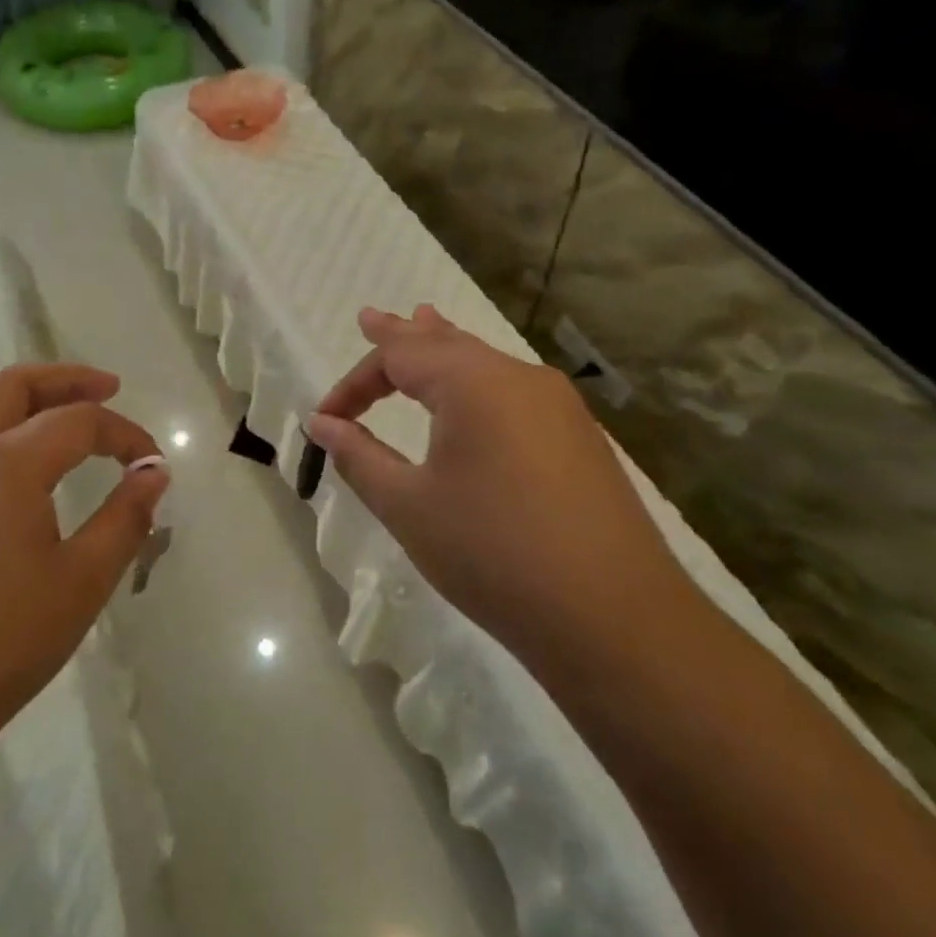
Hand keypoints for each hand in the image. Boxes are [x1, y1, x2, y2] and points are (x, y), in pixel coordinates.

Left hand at [0, 363, 166, 772]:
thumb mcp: (81, 583)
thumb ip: (125, 518)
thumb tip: (154, 472)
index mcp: (7, 463)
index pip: (79, 421)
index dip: (124, 433)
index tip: (153, 462)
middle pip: (13, 385)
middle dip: (65, 379)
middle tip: (107, 388)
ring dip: (26, 402)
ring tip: (63, 422)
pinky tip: (16, 479)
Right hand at [310, 306, 689, 672]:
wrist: (615, 618)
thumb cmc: (492, 554)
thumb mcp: (408, 506)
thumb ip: (359, 456)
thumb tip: (321, 423)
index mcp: (473, 382)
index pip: (398, 357)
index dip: (353, 384)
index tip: (324, 419)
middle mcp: (519, 377)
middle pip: (446, 344)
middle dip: (402, 336)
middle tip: (371, 318)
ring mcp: (558, 405)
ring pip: (485, 362)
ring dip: (444, 350)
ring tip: (422, 324)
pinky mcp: (579, 437)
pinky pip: (514, 389)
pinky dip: (478, 379)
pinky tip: (475, 392)